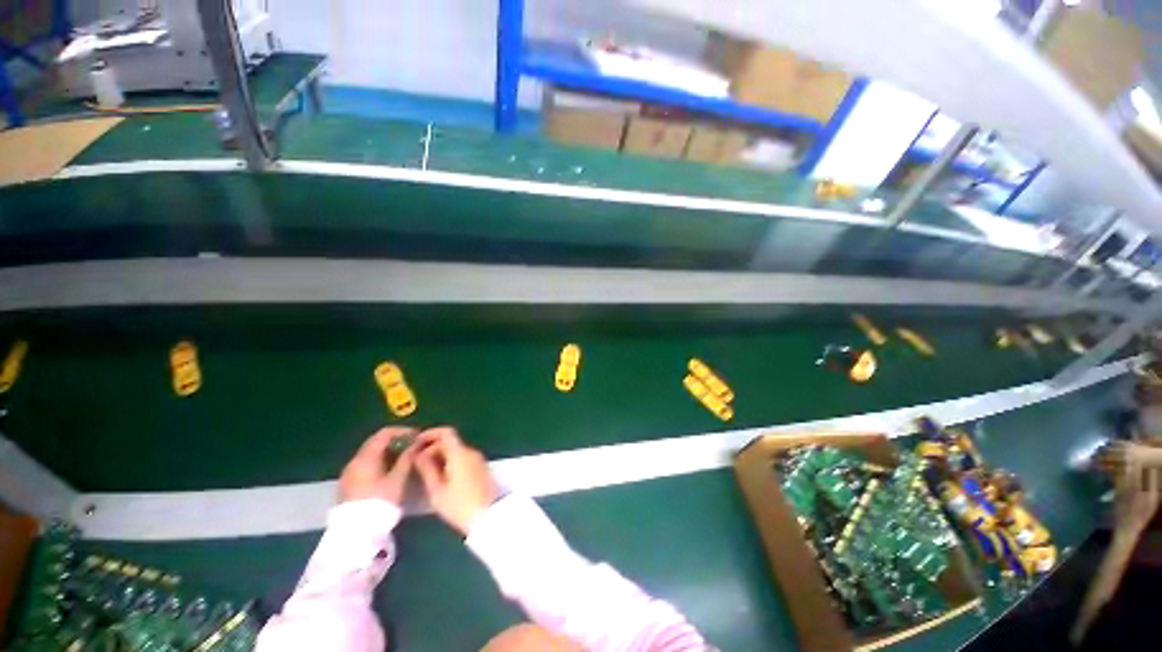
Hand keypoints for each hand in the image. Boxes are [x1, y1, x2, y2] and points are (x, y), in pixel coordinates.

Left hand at [339, 427, 418, 505]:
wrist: (355, 533)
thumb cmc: (380, 502)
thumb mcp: (398, 479)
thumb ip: (407, 458)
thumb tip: (417, 444)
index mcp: (366, 457)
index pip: (384, 433)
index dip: (403, 431)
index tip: (417, 436)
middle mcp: (354, 461)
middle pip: (375, 442)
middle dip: (396, 441)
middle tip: (412, 446)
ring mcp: (348, 474)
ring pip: (370, 454)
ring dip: (387, 452)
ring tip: (404, 458)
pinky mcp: (347, 485)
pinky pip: (365, 465)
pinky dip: (379, 462)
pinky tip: (390, 471)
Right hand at [414, 427, 497, 534]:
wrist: (488, 516)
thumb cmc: (459, 505)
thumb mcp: (437, 490)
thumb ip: (427, 469)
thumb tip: (418, 454)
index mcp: (460, 453)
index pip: (446, 432)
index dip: (430, 434)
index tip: (416, 442)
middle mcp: (471, 451)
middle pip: (451, 441)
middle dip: (433, 448)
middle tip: (417, 462)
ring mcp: (478, 459)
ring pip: (457, 450)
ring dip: (441, 455)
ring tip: (426, 472)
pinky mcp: (482, 467)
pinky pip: (464, 458)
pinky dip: (451, 461)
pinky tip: (442, 476)